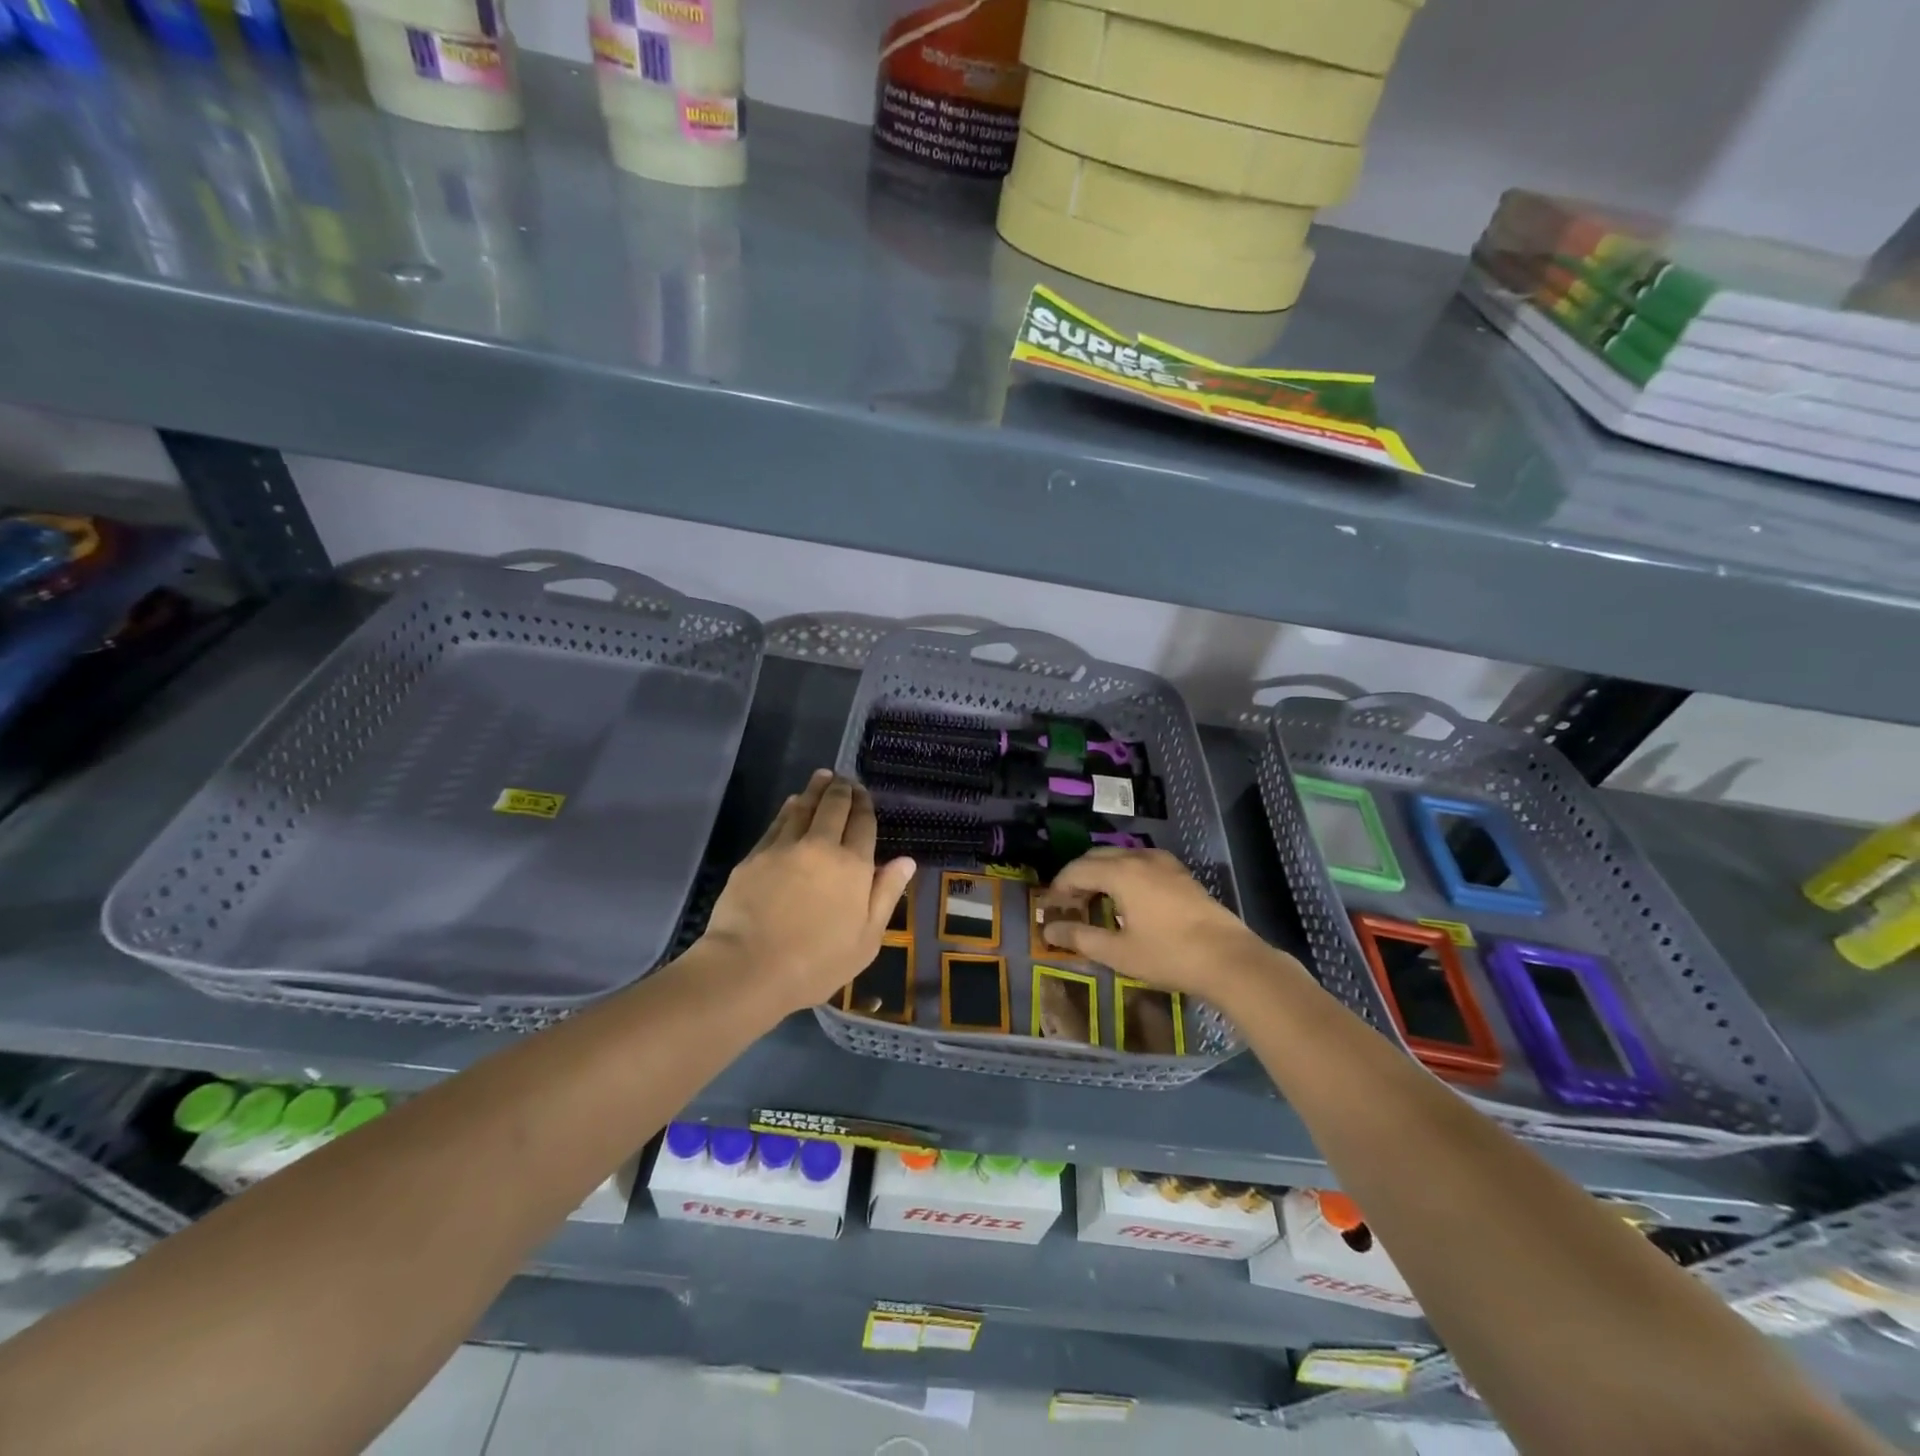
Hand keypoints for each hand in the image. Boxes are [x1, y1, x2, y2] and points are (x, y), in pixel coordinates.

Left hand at [699, 771, 916, 1016]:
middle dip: (842, 789)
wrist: (749, 968)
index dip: (864, 805)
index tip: (864, 793)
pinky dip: (789, 809)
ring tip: (822, 778)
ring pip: (803, 808)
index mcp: (853, 865)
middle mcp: (820, 846)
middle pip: (834, 807)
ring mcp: (784, 847)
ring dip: (815, 790)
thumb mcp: (867, 939)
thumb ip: (886, 894)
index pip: (862, 824)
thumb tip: (906, 860)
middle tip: (844, 779)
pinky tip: (792, 804)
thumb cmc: (817, 963)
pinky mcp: (755, 856)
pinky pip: (778, 823)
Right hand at [1039, 848, 1291, 1004]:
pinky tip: (1129, 898)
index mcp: (1121, 873)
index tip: (1050, 908)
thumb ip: (1080, 937)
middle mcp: (1139, 859)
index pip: (1076, 870)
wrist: (1230, 959)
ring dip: (1101, 873)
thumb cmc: (1169, 956)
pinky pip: (1141, 862)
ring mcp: (1164, 863)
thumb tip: (1049, 929)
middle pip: (1096, 857)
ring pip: (1120, 857)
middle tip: (1069, 904)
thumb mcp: (1119, 952)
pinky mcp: (1180, 874)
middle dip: (1077, 876)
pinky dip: (1124, 873)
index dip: (1058, 887)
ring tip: (1096, 901)